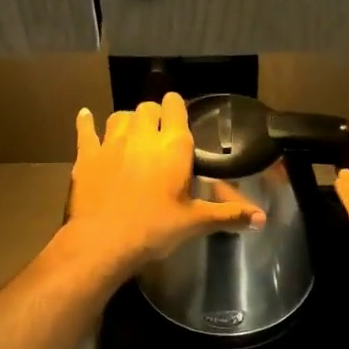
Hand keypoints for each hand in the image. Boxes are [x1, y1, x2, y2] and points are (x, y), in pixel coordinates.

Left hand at [61, 92, 265, 275]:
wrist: (103, 241)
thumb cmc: (155, 229)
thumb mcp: (195, 222)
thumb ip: (228, 215)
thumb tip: (263, 219)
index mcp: (173, 147)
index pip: (175, 107)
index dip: (176, 107)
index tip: (178, 114)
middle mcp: (143, 136)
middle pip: (147, 108)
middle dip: (154, 115)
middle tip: (159, 132)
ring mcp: (111, 142)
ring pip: (120, 116)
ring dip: (128, 120)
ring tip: (132, 132)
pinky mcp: (87, 155)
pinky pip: (86, 130)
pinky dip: (87, 122)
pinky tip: (86, 116)